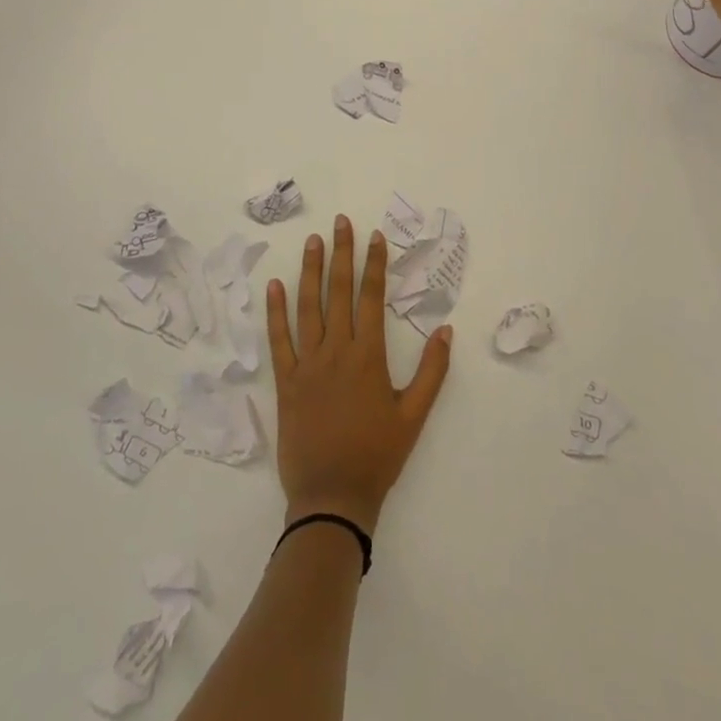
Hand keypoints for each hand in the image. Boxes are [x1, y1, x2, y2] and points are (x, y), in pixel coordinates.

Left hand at [265, 215, 451, 534]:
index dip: (374, 264)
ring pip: (308, 307)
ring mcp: (308, 364)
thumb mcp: (414, 416)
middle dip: (341, 253)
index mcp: (368, 356)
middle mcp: (337, 351)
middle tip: (340, 222)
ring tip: (312, 241)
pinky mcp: (286, 382)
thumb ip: (432, 372)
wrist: (332, 498)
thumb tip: (447, 330)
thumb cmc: (377, 456)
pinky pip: (279, 340)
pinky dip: (275, 312)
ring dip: (310, 271)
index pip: (371, 298)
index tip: (374, 236)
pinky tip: (274, 286)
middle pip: (339, 292)